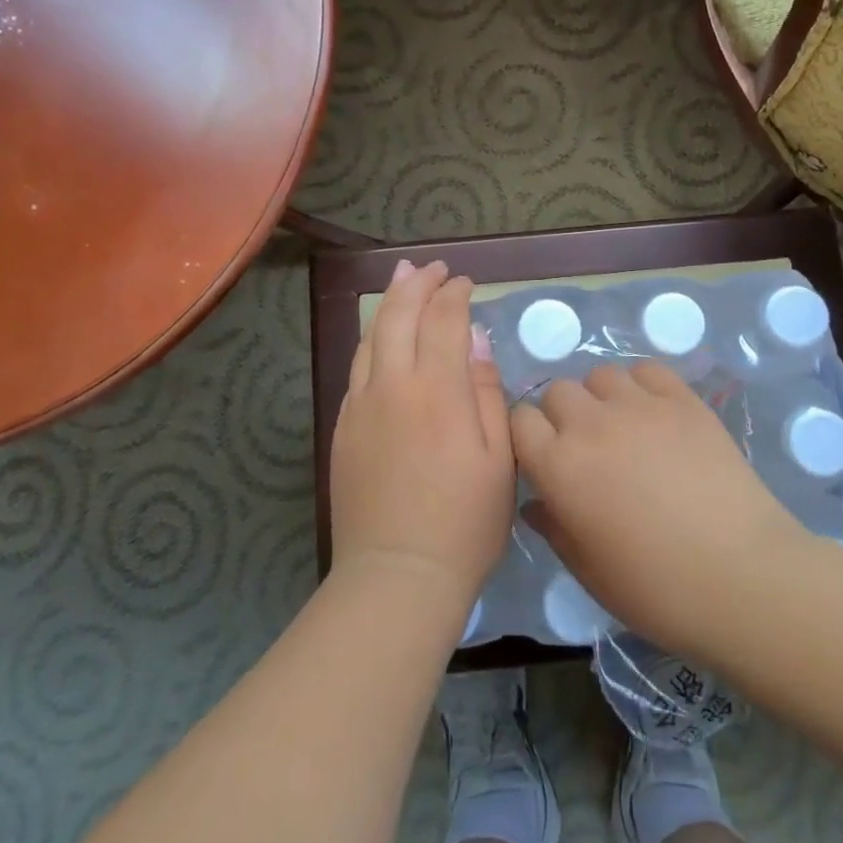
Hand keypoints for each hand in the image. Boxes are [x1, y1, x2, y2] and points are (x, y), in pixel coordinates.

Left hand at [329, 260, 513, 610]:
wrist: (397, 575)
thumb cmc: (465, 522)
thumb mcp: (499, 458)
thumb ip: (486, 390)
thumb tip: (475, 338)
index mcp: (436, 391)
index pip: (443, 321)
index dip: (454, 294)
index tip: (466, 282)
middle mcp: (392, 386)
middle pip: (399, 317)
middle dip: (416, 284)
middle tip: (432, 267)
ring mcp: (360, 406)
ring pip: (371, 338)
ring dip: (389, 304)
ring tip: (402, 279)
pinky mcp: (343, 428)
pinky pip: (357, 368)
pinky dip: (372, 341)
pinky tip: (381, 339)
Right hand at [512, 361, 807, 657]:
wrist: (742, 577)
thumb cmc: (656, 589)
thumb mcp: (588, 570)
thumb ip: (554, 528)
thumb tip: (536, 503)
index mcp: (559, 467)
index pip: (519, 420)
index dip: (528, 437)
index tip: (544, 459)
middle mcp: (591, 424)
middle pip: (557, 390)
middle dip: (562, 415)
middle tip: (586, 449)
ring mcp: (640, 406)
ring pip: (601, 375)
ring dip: (601, 398)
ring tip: (623, 429)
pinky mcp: (683, 400)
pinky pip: (648, 371)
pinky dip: (642, 386)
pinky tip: (655, 415)